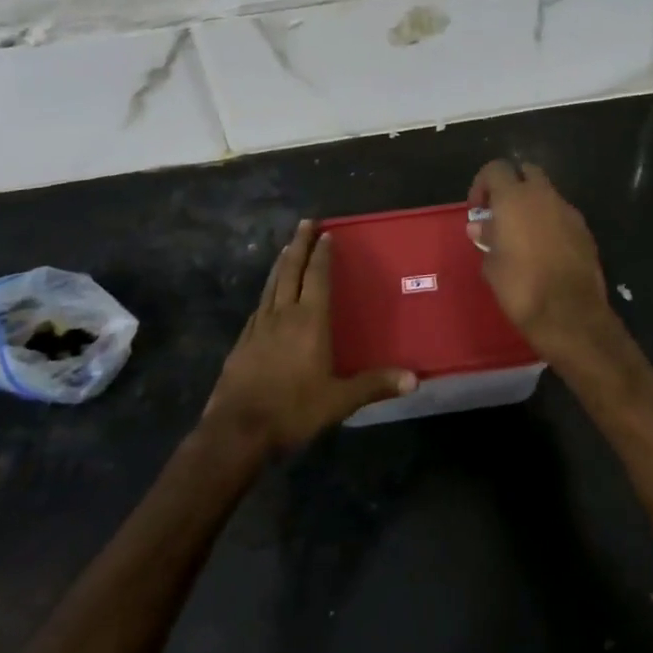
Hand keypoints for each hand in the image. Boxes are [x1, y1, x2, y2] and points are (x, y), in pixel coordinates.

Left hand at [203, 221, 415, 453]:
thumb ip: (374, 385)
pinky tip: (268, 295)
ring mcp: (259, 325)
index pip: (317, 277)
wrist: (237, 429)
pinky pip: (259, 305)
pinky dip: (267, 291)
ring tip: (286, 247)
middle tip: (305, 222)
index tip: (326, 233)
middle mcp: (284, 314)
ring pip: (272, 283)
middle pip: (291, 270)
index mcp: (310, 321)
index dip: (322, 254)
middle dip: (299, 244)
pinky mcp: (243, 340)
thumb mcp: (339, 401)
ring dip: (281, 263)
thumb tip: (414, 378)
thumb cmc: (293, 410)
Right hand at [469, 159, 617, 362]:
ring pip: (547, 193)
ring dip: (533, 205)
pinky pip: (562, 215)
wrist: (570, 315)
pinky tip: (545, 250)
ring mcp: (568, 211)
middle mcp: (543, 196)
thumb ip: (486, 238)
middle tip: (501, 213)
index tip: (478, 209)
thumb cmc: (521, 287)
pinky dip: (551, 222)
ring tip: (523, 235)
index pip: (496, 168)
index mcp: (514, 198)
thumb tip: (480, 227)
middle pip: (526, 171)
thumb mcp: (491, 265)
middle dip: (512, 185)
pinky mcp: (585, 231)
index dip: (482, 184)